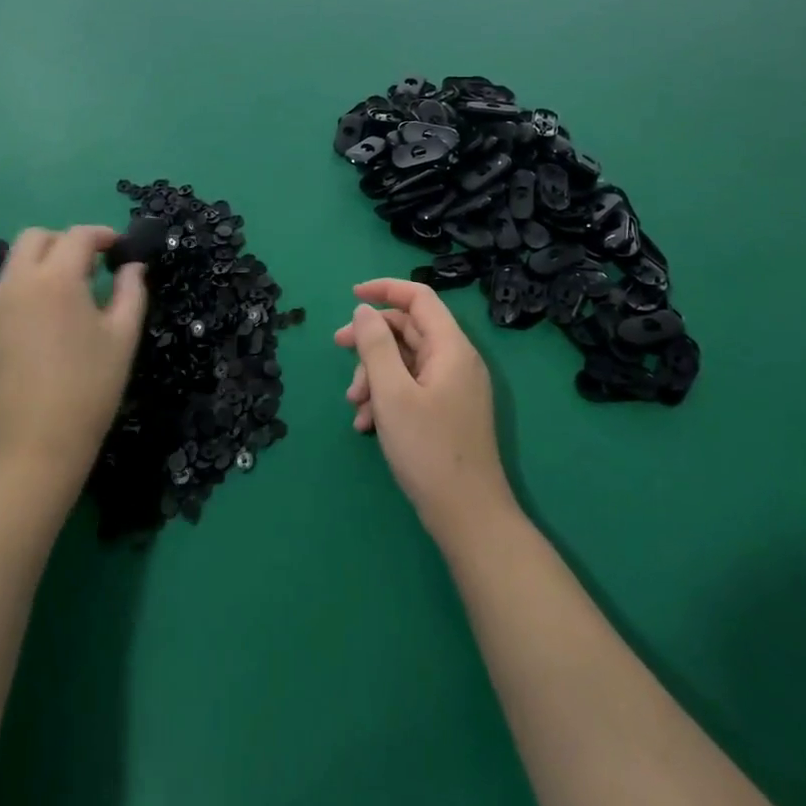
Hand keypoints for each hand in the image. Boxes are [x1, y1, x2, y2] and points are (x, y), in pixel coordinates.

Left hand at [0, 226, 146, 491]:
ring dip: (40, 267)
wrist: (33, 445)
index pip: (78, 236)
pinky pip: (1, 295)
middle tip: (88, 268)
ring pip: (14, 265)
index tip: (118, 250)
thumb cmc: (89, 388)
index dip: (102, 235)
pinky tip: (40, 328)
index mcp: (56, 279)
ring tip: (64, 300)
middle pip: (35, 238)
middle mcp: (16, 283)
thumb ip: (131, 291)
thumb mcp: (123, 336)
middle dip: (64, 243)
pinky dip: (23, 294)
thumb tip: (132, 266)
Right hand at [335, 279, 515, 545]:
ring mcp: (453, 388)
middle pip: (409, 329)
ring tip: (354, 404)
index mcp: (451, 347)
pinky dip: (387, 396)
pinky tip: (366, 424)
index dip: (385, 289)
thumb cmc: (428, 449)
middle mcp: (456, 361)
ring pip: (406, 361)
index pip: (419, 298)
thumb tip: (365, 311)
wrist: (468, 517)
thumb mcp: (392, 393)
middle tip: (338, 347)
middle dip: (371, 339)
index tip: (352, 295)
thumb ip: (376, 346)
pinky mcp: (447, 412)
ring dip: (374, 374)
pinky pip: (412, 387)